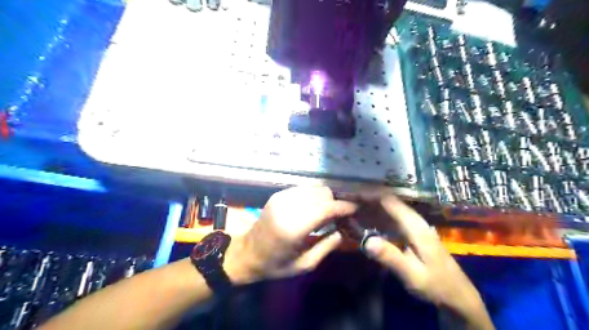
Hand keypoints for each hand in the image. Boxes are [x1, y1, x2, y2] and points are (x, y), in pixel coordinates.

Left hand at [223, 186, 356, 283]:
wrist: (247, 253)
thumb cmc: (275, 264)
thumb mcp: (304, 264)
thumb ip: (327, 246)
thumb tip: (344, 229)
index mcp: (293, 227)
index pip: (326, 208)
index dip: (344, 206)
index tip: (355, 209)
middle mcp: (287, 207)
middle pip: (322, 194)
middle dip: (335, 202)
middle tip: (340, 215)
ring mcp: (281, 198)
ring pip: (314, 188)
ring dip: (325, 198)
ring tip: (327, 212)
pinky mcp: (278, 194)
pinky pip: (304, 189)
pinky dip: (314, 196)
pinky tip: (314, 208)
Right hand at [364, 195, 492, 328]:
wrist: (457, 295)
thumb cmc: (436, 285)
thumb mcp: (413, 275)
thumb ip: (390, 257)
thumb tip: (367, 241)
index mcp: (415, 226)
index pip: (389, 200)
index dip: (369, 194)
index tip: (351, 192)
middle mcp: (414, 220)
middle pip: (388, 201)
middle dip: (367, 198)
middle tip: (346, 199)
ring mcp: (414, 225)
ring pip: (388, 209)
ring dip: (370, 206)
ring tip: (351, 206)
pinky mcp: (412, 232)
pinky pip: (390, 218)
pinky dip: (376, 217)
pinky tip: (365, 220)